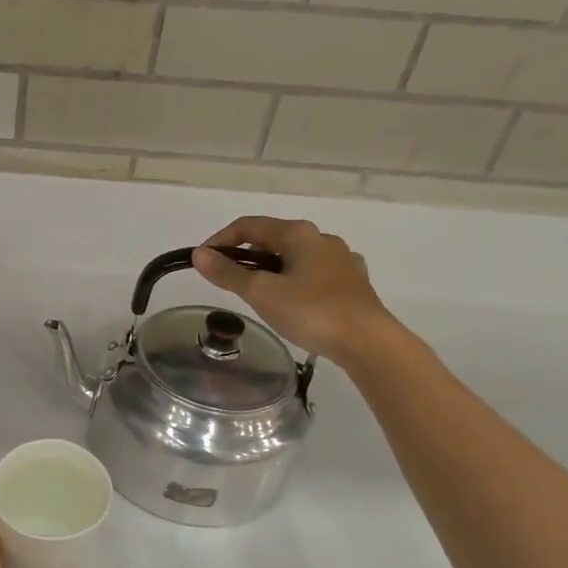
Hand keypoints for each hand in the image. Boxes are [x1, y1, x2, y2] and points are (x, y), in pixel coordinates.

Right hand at [193, 216, 394, 362]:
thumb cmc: (311, 311)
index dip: (221, 240)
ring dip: (271, 270)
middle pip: (273, 239)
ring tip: (258, 295)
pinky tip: (292, 303)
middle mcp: (322, 239)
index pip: (249, 225)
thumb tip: (199, 255)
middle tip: (228, 281)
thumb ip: (228, 273)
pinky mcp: (353, 284)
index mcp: (299, 234)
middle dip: (246, 256)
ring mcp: (342, 260)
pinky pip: (314, 275)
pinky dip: (294, 282)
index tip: (203, 261)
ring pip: (295, 258)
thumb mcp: (261, 293)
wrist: (368, 342)